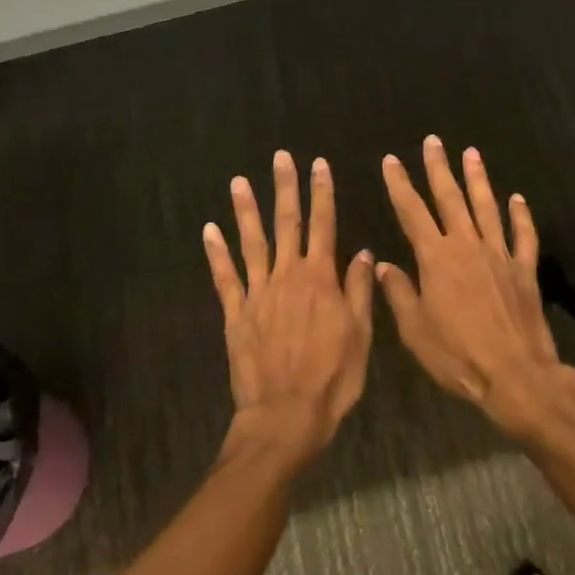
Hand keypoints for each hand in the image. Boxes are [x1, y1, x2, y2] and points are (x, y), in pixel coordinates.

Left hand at [204, 151, 374, 466]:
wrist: (286, 416)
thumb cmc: (332, 379)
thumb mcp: (360, 336)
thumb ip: (360, 291)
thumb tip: (364, 253)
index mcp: (321, 279)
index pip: (324, 225)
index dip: (322, 193)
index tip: (319, 165)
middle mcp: (288, 276)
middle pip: (287, 223)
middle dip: (285, 188)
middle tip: (280, 157)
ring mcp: (258, 292)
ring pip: (252, 242)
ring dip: (246, 210)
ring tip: (239, 182)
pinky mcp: (236, 312)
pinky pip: (224, 276)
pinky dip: (216, 252)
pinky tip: (209, 230)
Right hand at [377, 137, 570, 435]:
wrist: (515, 375)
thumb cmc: (457, 355)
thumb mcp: (415, 330)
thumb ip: (399, 293)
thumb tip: (382, 265)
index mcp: (436, 258)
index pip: (412, 212)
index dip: (399, 185)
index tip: (391, 161)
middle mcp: (467, 246)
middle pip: (450, 198)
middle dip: (439, 168)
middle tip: (433, 141)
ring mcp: (499, 254)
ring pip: (486, 207)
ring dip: (477, 179)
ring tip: (471, 153)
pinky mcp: (524, 269)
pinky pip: (523, 235)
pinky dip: (520, 215)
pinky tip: (517, 198)